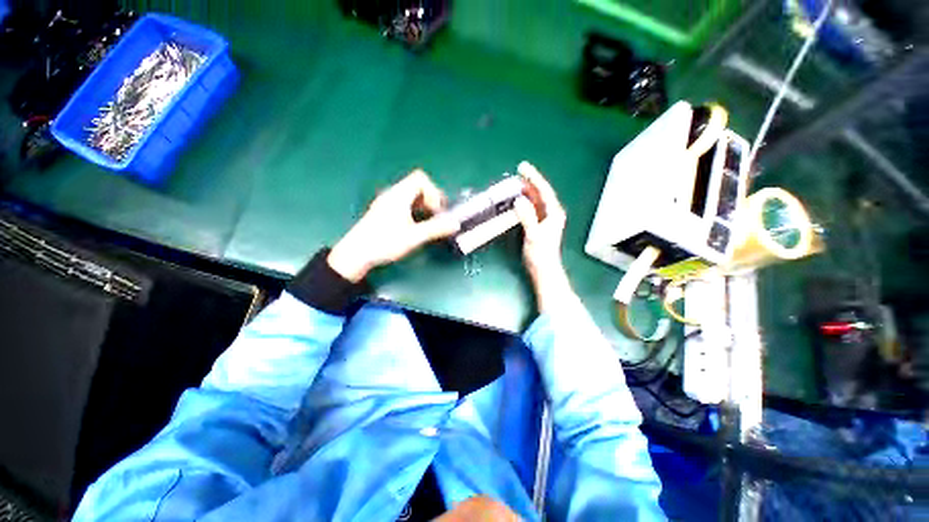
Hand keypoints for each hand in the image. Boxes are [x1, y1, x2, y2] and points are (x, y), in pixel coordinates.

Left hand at [328, 170, 459, 281]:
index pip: (420, 178)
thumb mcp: (414, 237)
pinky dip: (414, 209)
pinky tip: (414, 225)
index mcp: (399, 195)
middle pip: (416, 184)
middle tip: (436, 215)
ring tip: (427, 221)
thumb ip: (436, 229)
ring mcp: (386, 202)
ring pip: (410, 194)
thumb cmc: (384, 243)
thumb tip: (455, 224)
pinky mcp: (383, 211)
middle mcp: (392, 194)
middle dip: (430, 198)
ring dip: (423, 204)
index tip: (437, 210)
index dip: (433, 192)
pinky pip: (403, 202)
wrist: (356, 254)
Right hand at [512, 162, 571, 311]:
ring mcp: (544, 219)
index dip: (534, 177)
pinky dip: (524, 202)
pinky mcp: (537, 224)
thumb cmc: (541, 254)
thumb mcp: (534, 235)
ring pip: (535, 200)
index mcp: (553, 213)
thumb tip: (519, 200)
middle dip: (530, 181)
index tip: (523, 167)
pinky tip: (517, 199)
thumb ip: (527, 217)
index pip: (544, 190)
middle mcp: (551, 213)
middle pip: (540, 193)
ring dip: (526, 191)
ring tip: (516, 181)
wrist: (543, 269)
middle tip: (518, 171)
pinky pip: (531, 208)